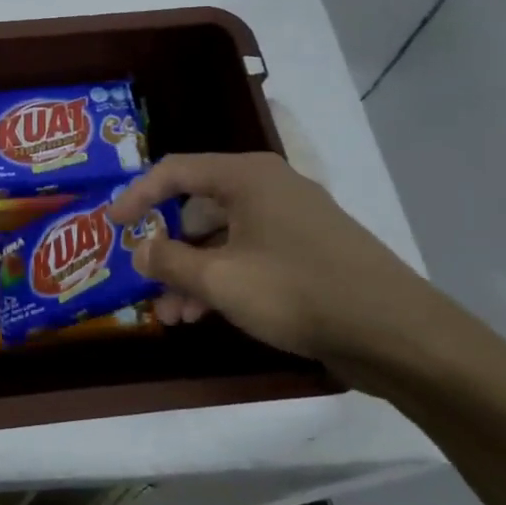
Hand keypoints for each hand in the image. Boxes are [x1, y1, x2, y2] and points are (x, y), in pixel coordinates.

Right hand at [105, 152, 453, 380]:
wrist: (395, 333)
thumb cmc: (297, 292)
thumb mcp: (219, 279)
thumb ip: (169, 261)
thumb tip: (139, 249)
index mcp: (246, 177)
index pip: (175, 171)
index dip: (137, 196)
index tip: (110, 224)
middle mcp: (268, 189)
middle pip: (198, 207)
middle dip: (167, 247)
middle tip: (143, 277)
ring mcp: (291, 221)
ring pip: (223, 239)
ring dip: (192, 273)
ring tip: (171, 313)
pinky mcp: (307, 253)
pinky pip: (249, 256)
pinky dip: (222, 280)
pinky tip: (203, 316)